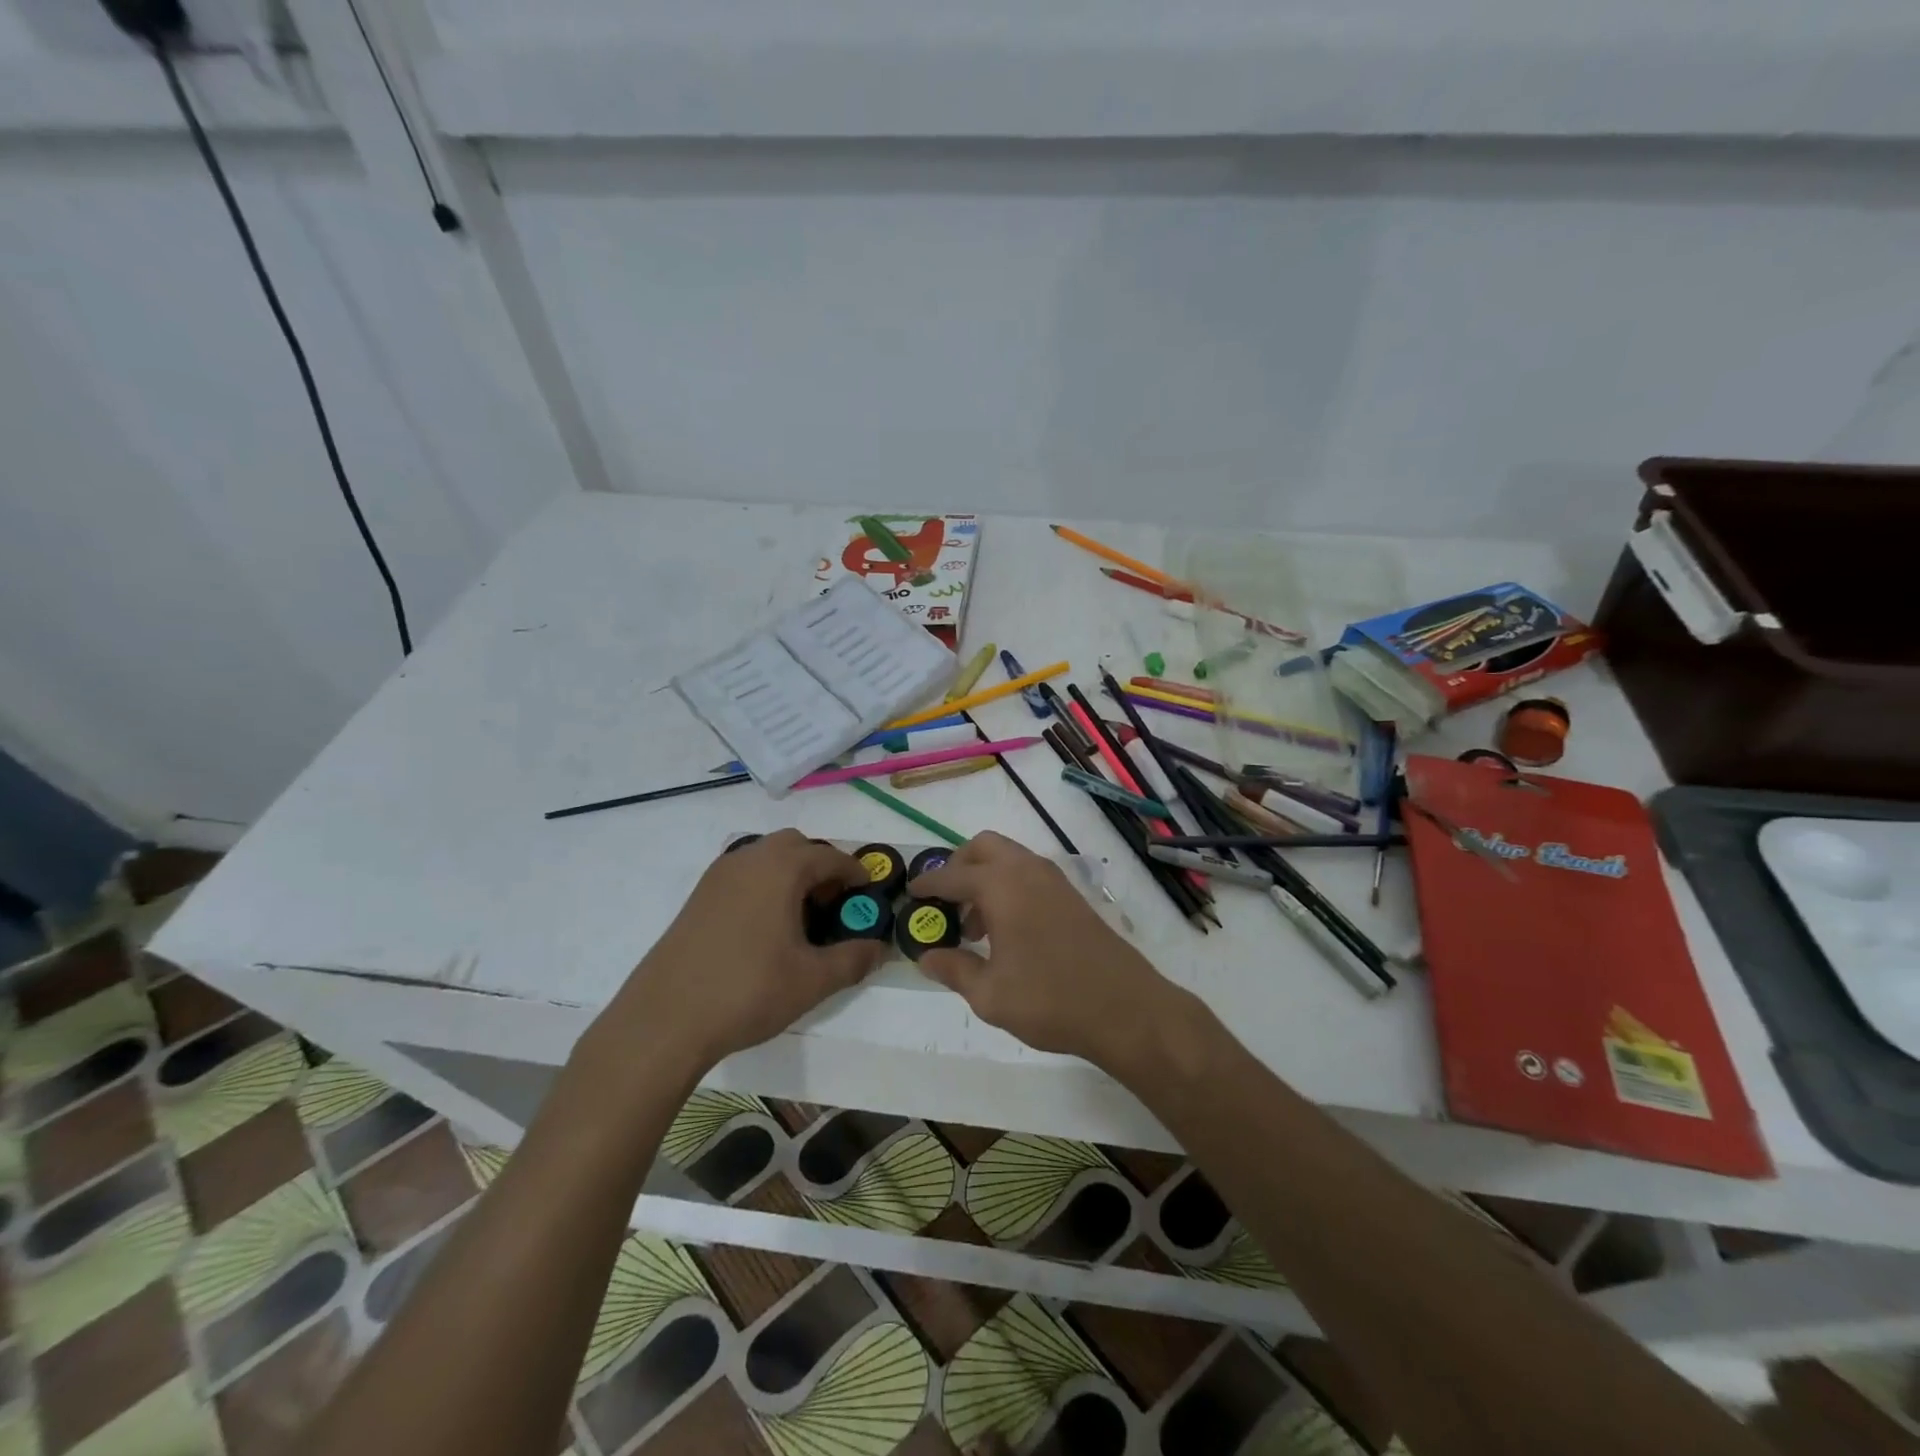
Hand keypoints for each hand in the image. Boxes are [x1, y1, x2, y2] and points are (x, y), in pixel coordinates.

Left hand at [598, 831, 886, 1080]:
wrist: (665, 1019)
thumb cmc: (747, 991)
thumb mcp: (812, 980)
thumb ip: (852, 960)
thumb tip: (879, 949)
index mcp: (781, 868)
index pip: (830, 856)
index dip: (855, 873)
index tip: (868, 895)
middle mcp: (749, 859)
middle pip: (796, 845)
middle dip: (821, 866)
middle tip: (832, 905)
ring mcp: (718, 875)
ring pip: (765, 857)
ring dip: (790, 874)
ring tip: (800, 918)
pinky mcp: (698, 896)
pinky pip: (743, 874)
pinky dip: (763, 885)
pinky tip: (764, 927)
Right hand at [908, 832, 1187, 1070]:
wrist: (1126, 1008)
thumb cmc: (1050, 999)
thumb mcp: (989, 994)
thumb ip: (954, 969)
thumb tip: (926, 956)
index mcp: (1001, 886)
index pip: (952, 876)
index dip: (927, 885)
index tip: (910, 893)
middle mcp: (1027, 870)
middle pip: (983, 847)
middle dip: (958, 866)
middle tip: (945, 902)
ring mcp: (1054, 880)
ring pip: (1009, 858)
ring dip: (985, 877)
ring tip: (974, 927)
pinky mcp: (1072, 895)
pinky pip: (1028, 874)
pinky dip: (1008, 886)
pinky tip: (1005, 931)